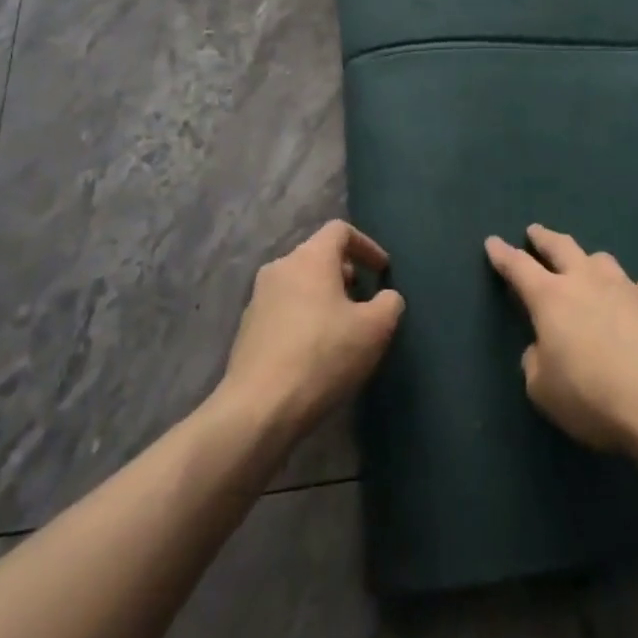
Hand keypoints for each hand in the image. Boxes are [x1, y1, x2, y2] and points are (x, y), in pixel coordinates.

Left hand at [220, 220, 404, 438]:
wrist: (259, 407)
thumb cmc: (322, 357)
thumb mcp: (374, 330)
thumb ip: (389, 304)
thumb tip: (387, 297)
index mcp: (310, 258)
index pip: (340, 230)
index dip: (366, 245)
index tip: (382, 270)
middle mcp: (280, 266)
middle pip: (318, 255)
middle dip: (344, 272)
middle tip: (362, 301)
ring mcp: (258, 296)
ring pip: (299, 282)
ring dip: (323, 295)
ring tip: (340, 327)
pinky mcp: (247, 327)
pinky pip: (283, 307)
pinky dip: (303, 316)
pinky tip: (314, 349)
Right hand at [486, 224, 637, 455]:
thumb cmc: (594, 396)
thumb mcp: (544, 391)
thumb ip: (536, 363)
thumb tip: (543, 349)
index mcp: (551, 298)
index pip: (518, 267)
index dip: (503, 254)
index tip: (493, 241)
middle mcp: (587, 281)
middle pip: (561, 247)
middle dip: (544, 238)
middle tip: (535, 231)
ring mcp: (628, 287)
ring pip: (603, 261)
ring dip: (591, 262)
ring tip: (589, 266)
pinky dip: (637, 293)